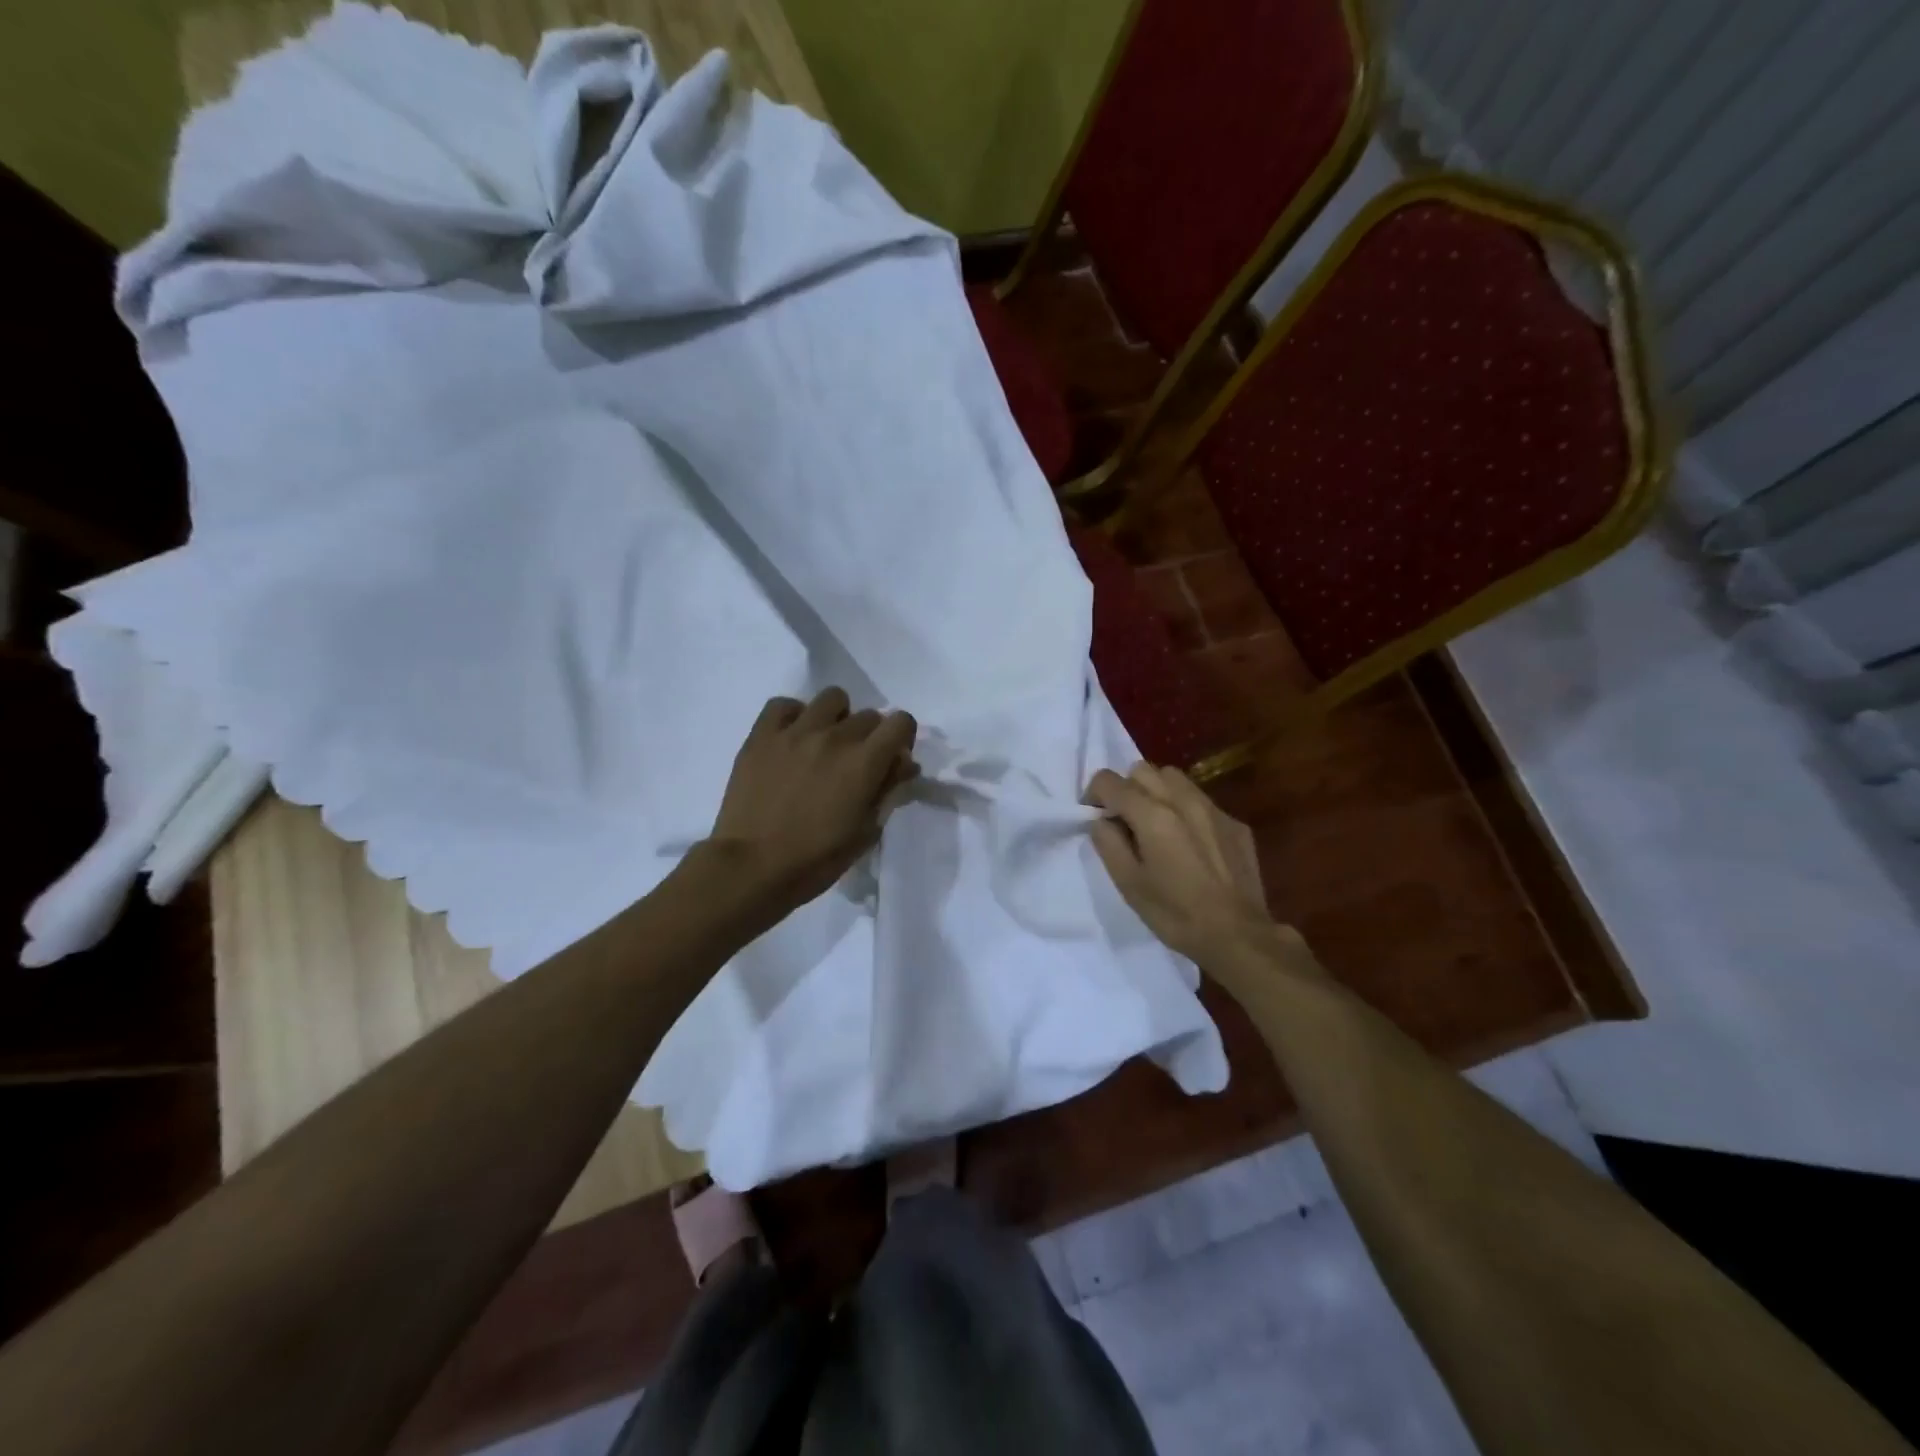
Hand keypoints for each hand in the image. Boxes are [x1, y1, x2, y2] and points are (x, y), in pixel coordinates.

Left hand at [706, 688, 917, 918]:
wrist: (751, 867)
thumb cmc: (816, 860)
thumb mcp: (865, 832)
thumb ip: (888, 790)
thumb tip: (904, 763)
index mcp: (864, 762)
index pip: (901, 722)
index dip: (902, 737)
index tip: (893, 758)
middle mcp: (834, 736)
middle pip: (868, 715)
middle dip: (870, 737)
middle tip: (855, 764)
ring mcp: (795, 731)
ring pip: (831, 698)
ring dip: (837, 718)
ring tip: (824, 744)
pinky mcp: (762, 735)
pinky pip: (784, 705)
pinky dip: (794, 716)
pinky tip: (792, 740)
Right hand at [1084, 763, 1284, 968]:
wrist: (1239, 936)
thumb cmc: (1175, 914)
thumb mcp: (1128, 884)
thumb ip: (1108, 844)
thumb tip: (1102, 821)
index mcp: (1152, 815)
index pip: (1109, 781)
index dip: (1094, 794)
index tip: (1095, 816)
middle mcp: (1182, 800)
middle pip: (1142, 770)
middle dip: (1126, 788)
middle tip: (1125, 820)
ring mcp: (1213, 809)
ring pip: (1174, 778)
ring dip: (1156, 791)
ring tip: (1156, 824)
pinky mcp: (1234, 823)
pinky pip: (1200, 800)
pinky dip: (1185, 809)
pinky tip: (1190, 842)